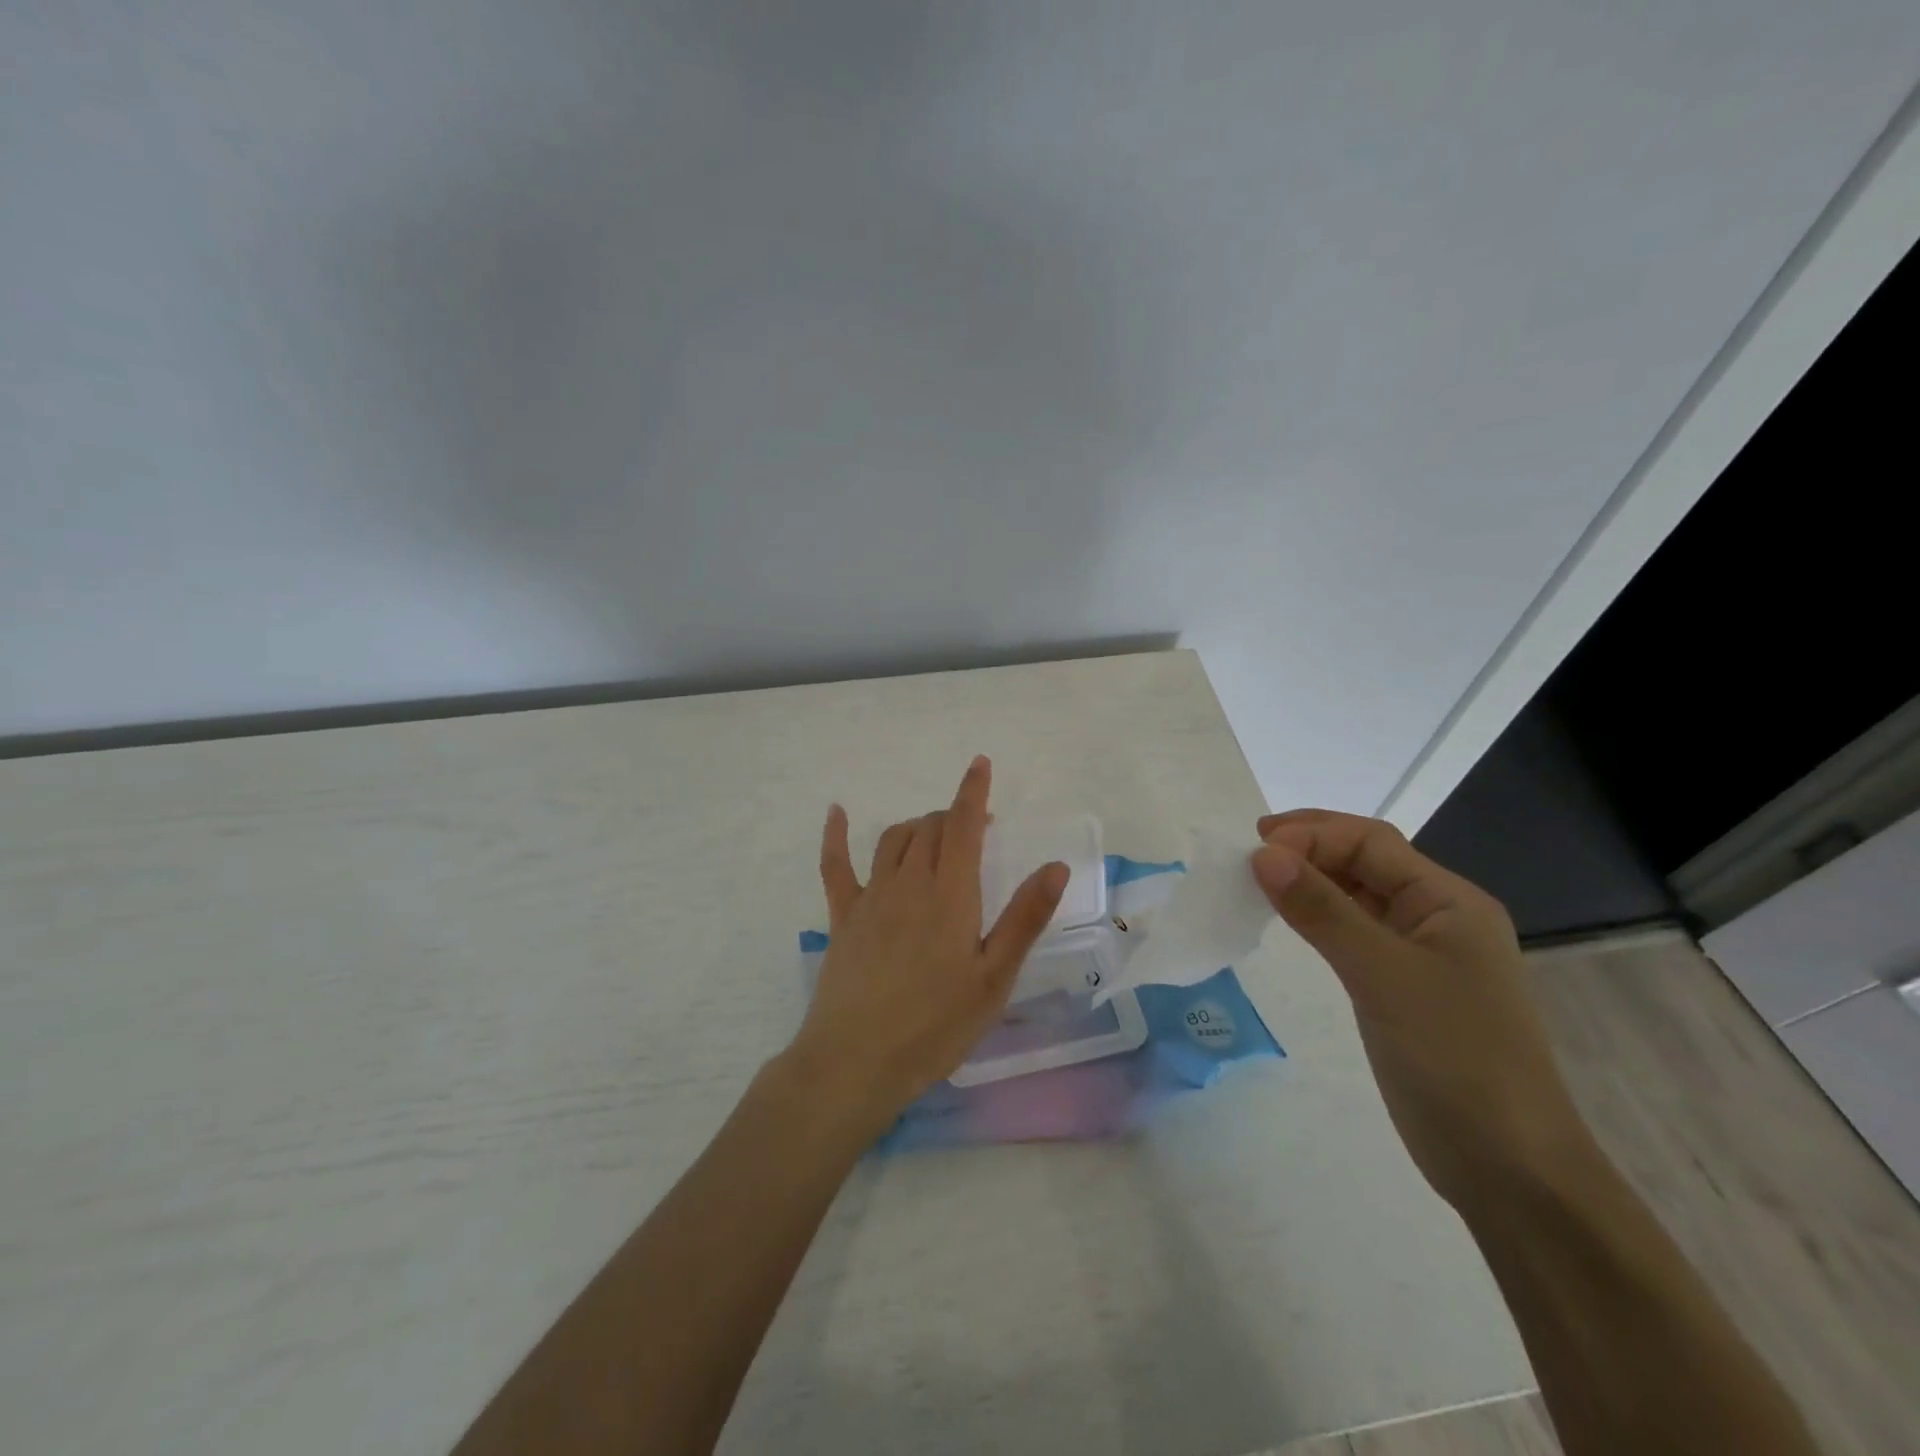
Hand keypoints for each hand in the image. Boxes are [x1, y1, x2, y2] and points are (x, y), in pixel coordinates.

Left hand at [784, 756, 1068, 1135]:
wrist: (856, 1061)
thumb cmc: (936, 1025)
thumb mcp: (994, 978)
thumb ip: (1024, 918)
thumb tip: (1055, 865)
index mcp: (950, 894)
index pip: (963, 826)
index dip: (972, 792)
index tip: (980, 764)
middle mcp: (908, 883)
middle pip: (929, 828)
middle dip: (952, 816)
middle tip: (974, 830)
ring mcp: (870, 897)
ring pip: (893, 840)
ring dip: (916, 826)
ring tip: (933, 834)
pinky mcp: (842, 917)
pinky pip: (835, 865)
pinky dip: (836, 835)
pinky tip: (836, 812)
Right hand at [1250, 810, 1593, 1211]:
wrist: (1508, 1168)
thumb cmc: (1455, 1057)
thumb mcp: (1383, 975)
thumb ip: (1322, 910)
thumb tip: (1263, 854)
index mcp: (1449, 901)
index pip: (1371, 842)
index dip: (1312, 834)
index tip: (1254, 849)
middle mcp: (1438, 918)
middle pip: (1365, 862)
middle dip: (1309, 849)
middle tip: (1248, 854)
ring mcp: (1421, 956)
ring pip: (1357, 898)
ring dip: (1310, 882)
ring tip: (1258, 882)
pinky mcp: (1402, 990)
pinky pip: (1353, 934)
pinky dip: (1317, 919)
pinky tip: (1289, 923)